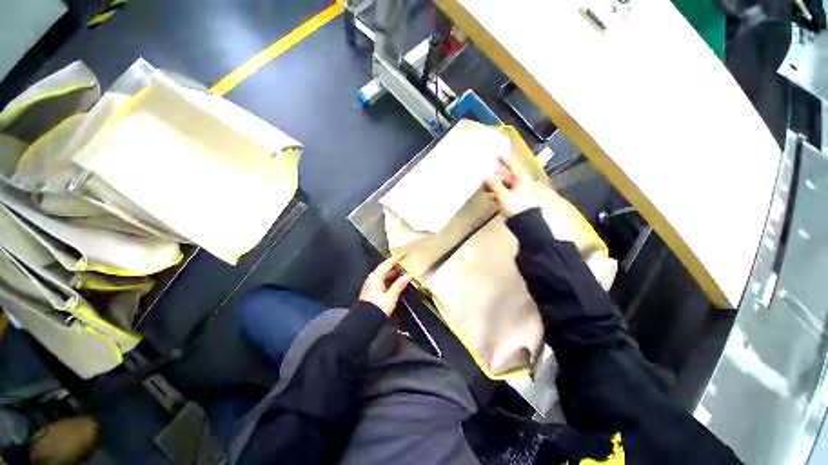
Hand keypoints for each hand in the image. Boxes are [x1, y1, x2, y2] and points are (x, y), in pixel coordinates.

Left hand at [359, 254, 410, 315]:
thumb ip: (399, 285)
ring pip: (384, 275)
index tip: (403, 254)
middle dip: (394, 265)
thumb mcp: (391, 296)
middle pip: (384, 268)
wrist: (365, 322)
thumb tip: (407, 276)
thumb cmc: (377, 308)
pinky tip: (396, 282)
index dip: (396, 258)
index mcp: (376, 277)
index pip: (387, 263)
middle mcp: (372, 279)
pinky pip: (382, 281)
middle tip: (404, 262)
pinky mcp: (372, 291)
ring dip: (393, 273)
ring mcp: (371, 285)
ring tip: (403, 272)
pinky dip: (390, 279)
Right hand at [484, 156, 537, 217]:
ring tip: (485, 186)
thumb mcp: (504, 195)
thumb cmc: (517, 206)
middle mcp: (521, 185)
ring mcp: (518, 194)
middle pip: (507, 177)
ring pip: (505, 186)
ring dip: (495, 186)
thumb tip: (487, 176)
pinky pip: (505, 195)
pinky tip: (490, 196)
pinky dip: (498, 194)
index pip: (512, 167)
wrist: (525, 222)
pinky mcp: (515, 202)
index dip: (505, 161)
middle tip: (487, 173)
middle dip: (496, 176)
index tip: (498, 155)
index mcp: (521, 180)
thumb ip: (495, 185)